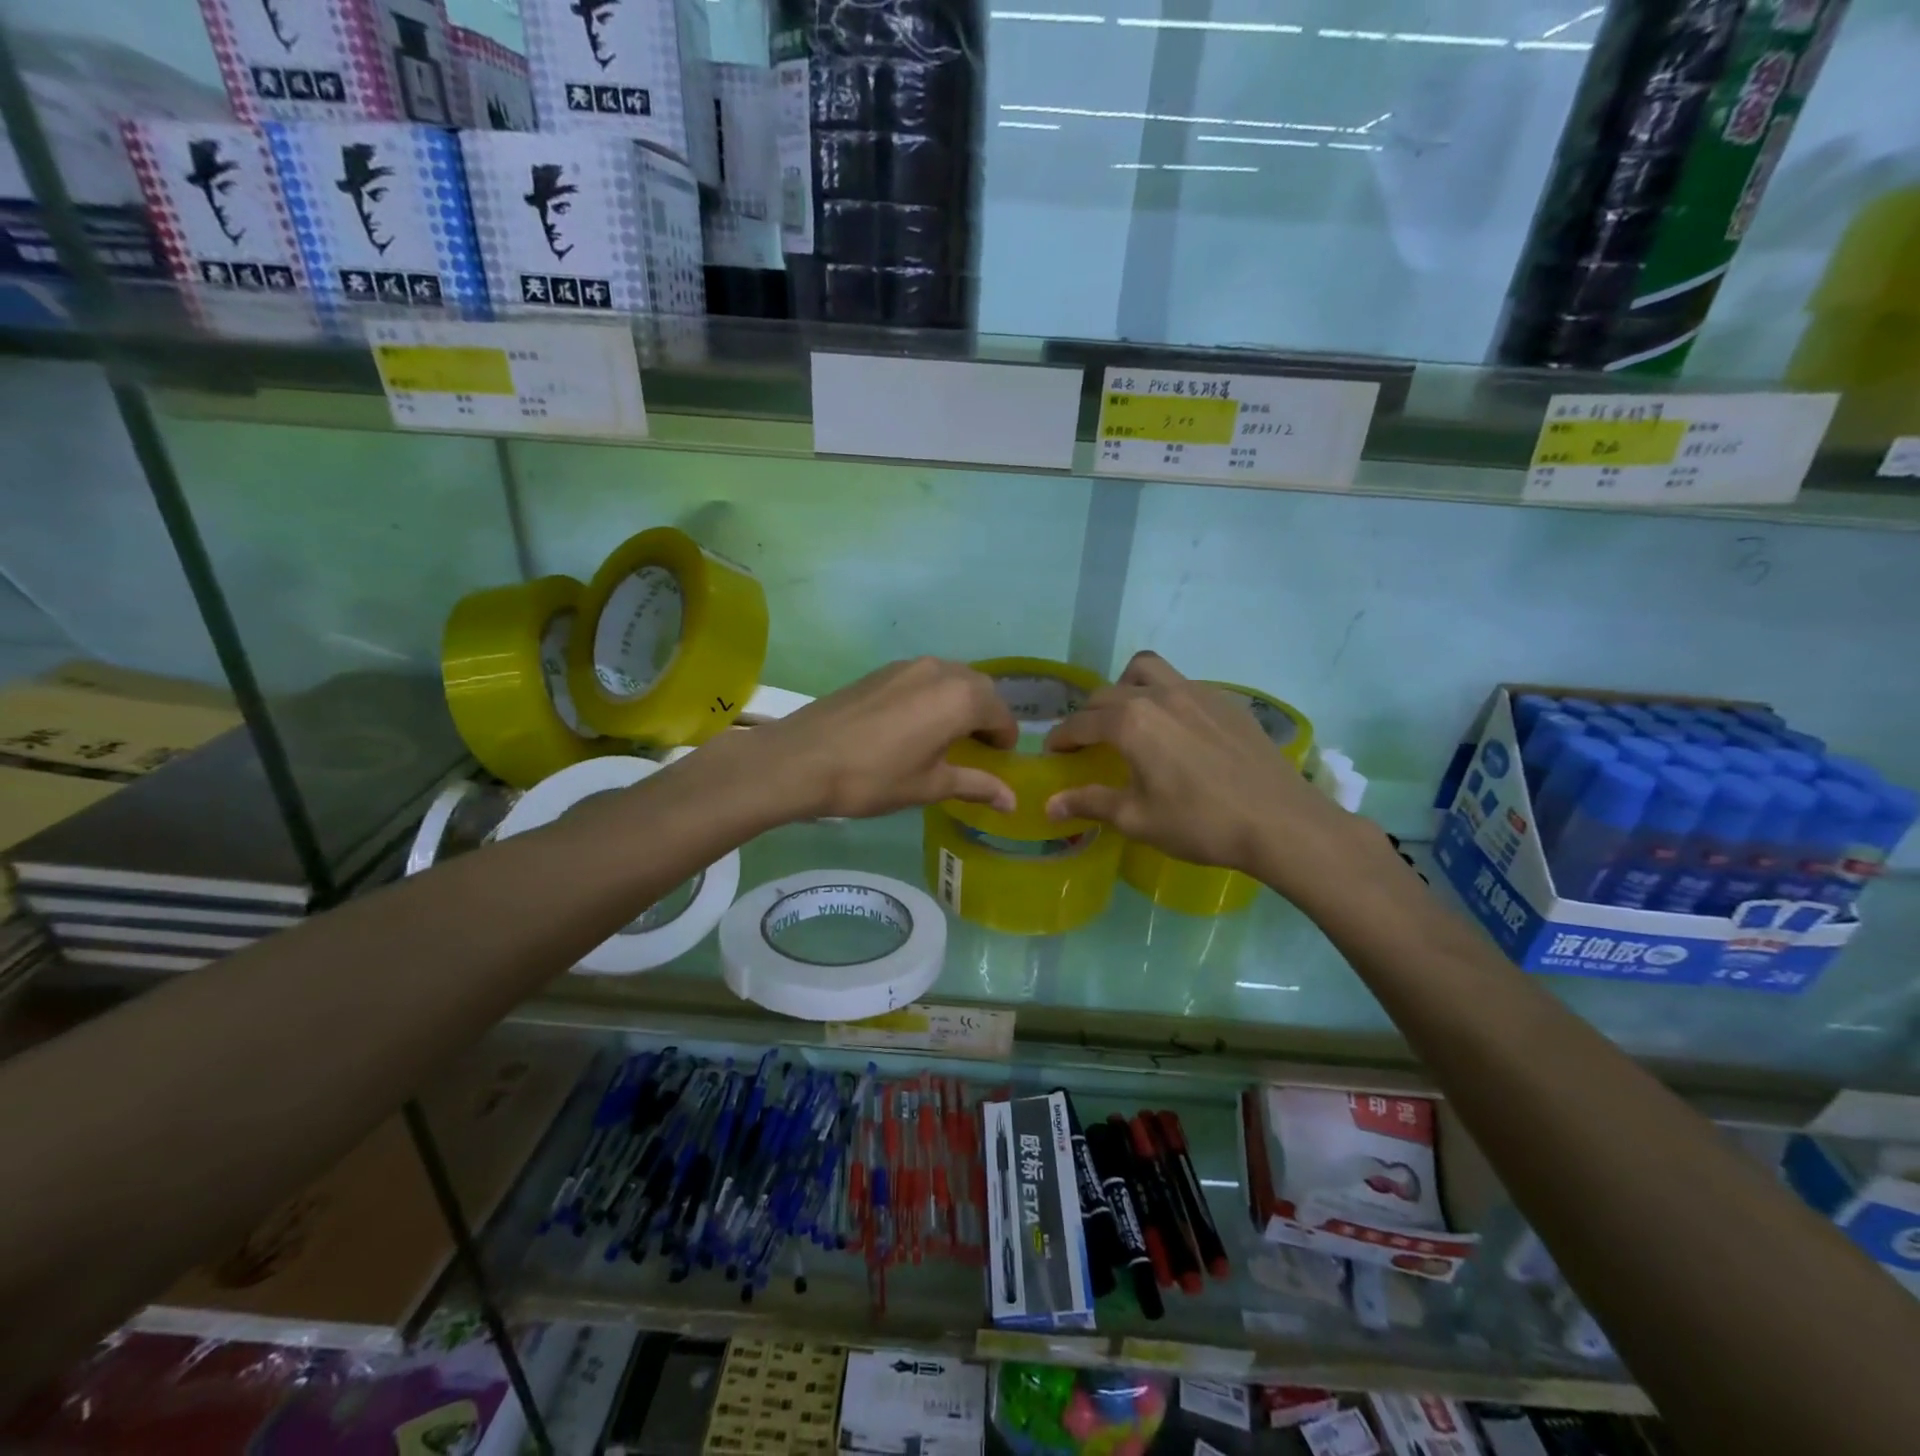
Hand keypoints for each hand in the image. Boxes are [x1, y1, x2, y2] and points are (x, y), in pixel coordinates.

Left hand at [747, 657, 1018, 819]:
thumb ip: (976, 785)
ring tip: (948, 736)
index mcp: (961, 698)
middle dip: (986, 716)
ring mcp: (908, 666)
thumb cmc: (874, 777)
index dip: (1005, 738)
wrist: (802, 759)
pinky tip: (916, 724)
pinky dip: (934, 696)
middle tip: (978, 748)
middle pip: (979, 689)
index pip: (1000, 713)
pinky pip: (924, 678)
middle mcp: (941, 671)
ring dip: (960, 702)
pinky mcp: (882, 671)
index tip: (1000, 760)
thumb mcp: (930, 786)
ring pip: (951, 678)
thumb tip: (1012, 801)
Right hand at [1043, 652, 1363, 891]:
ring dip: (1125, 687)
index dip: (1061, 738)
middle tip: (1086, 743)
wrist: (1280, 821)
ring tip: (1128, 716)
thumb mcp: (1137, 819)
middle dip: (1088, 715)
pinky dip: (1164, 696)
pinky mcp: (1226, 700)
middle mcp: (1158, 695)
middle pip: (1108, 694)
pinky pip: (1182, 683)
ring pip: (1146, 671)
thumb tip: (1049, 805)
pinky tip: (1176, 729)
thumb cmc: (1200, 823)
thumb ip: (1090, 803)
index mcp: (1131, 723)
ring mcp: (1196, 692)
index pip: (1081, 723)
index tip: (1052, 752)